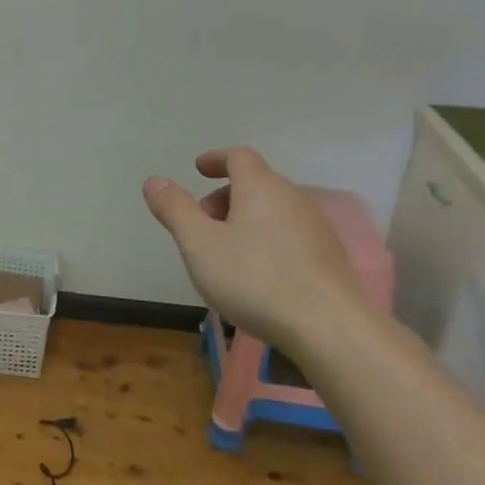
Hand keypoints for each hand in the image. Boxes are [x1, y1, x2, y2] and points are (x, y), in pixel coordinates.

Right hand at [143, 147, 363, 352]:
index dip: (216, 159)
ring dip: (247, 219)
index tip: (198, 169)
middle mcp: (293, 197)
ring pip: (274, 210)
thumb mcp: (199, 244)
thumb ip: (175, 209)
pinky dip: (268, 239)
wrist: (330, 328)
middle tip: (203, 221)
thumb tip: (154, 181)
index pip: (238, 156)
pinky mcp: (331, 257)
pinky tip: (259, 273)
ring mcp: (317, 227)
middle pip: (256, 183)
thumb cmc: (256, 278)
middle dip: (226, 196)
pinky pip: (290, 234)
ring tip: (226, 251)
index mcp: (260, 186)